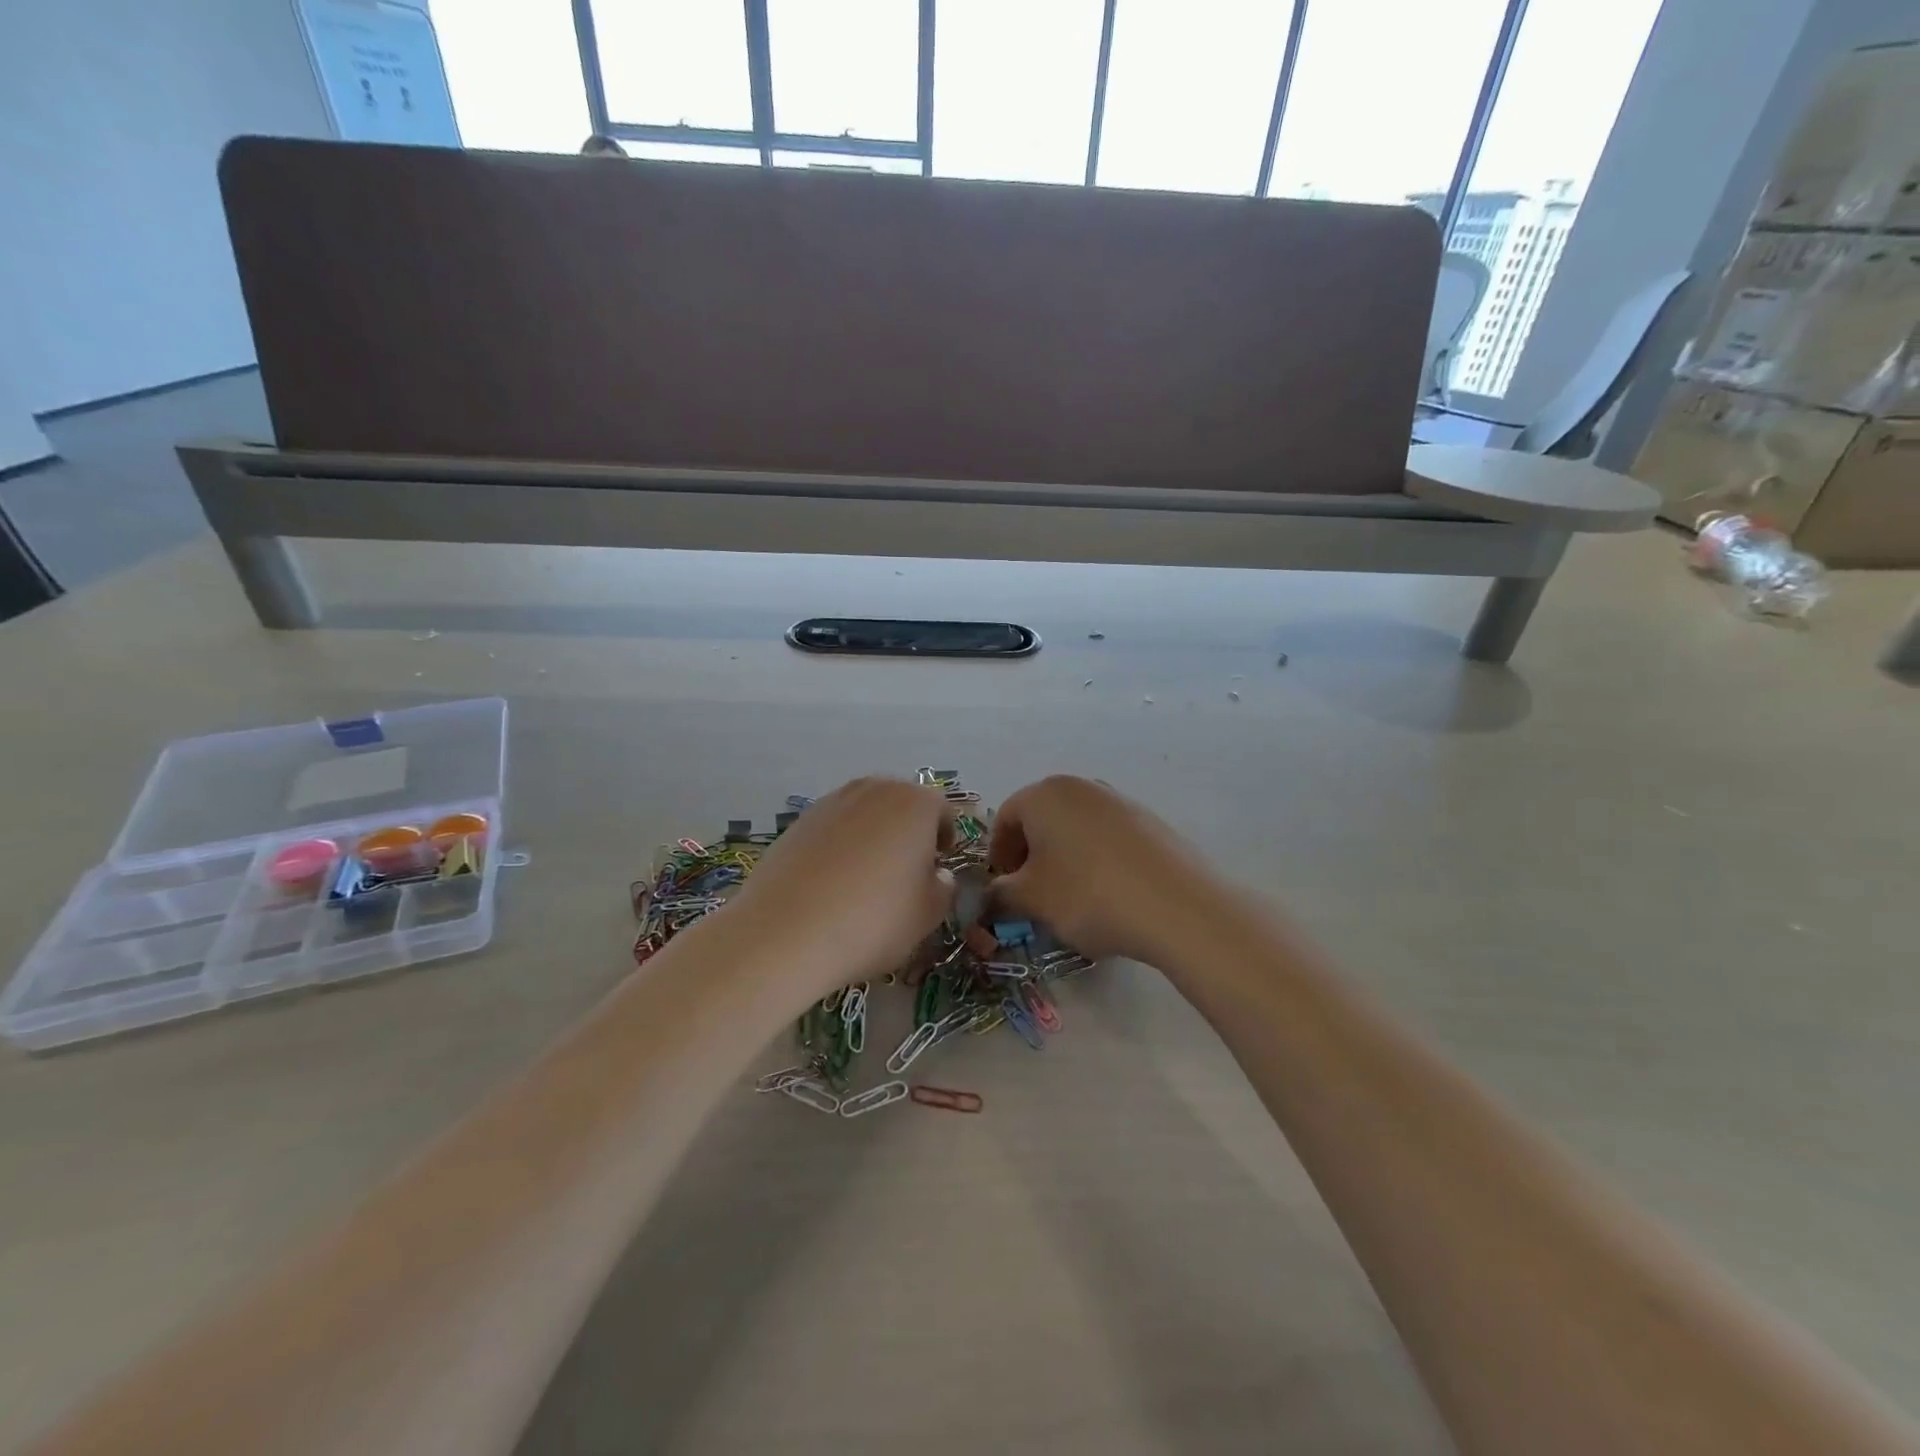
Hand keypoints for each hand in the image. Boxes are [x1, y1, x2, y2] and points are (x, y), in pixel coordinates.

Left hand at [723, 777, 954, 995]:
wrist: (787, 932)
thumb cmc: (874, 920)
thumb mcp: (928, 914)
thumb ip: (943, 887)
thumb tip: (937, 875)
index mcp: (915, 803)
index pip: (942, 810)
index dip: (945, 837)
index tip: (939, 865)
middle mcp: (874, 790)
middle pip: (901, 804)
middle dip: (908, 831)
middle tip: (906, 870)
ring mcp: (831, 802)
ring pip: (865, 813)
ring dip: (873, 835)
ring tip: (866, 878)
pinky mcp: (798, 821)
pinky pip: (833, 828)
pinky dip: (840, 846)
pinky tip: (832, 883)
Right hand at [989, 775, 1221, 963]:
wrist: (1177, 906)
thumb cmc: (1088, 894)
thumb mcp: (1031, 900)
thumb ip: (1000, 894)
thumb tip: (991, 896)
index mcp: (1044, 794)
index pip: (1006, 819)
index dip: (998, 856)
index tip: (1003, 889)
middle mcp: (1081, 786)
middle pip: (1042, 819)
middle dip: (1031, 856)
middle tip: (1032, 895)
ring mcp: (1120, 800)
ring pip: (1076, 829)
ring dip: (1064, 859)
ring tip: (1071, 898)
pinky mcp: (1150, 822)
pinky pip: (1108, 838)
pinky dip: (1097, 861)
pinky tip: (1108, 894)